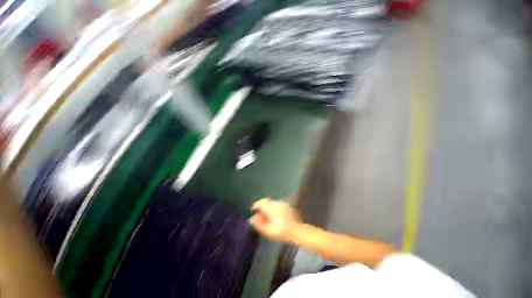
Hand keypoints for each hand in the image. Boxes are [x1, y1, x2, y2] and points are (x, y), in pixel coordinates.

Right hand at [250, 198, 301, 242]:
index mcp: (271, 208)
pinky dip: (272, 207)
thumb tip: (252, 218)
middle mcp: (276, 203)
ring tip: (265, 214)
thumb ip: (259, 224)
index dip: (255, 205)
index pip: (261, 203)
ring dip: (266, 206)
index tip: (252, 210)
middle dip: (261, 205)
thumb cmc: (282, 232)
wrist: (297, 231)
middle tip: (258, 213)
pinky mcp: (286, 205)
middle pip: (266, 201)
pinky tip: (273, 214)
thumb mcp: (268, 231)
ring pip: (271, 202)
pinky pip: (276, 204)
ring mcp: (282, 203)